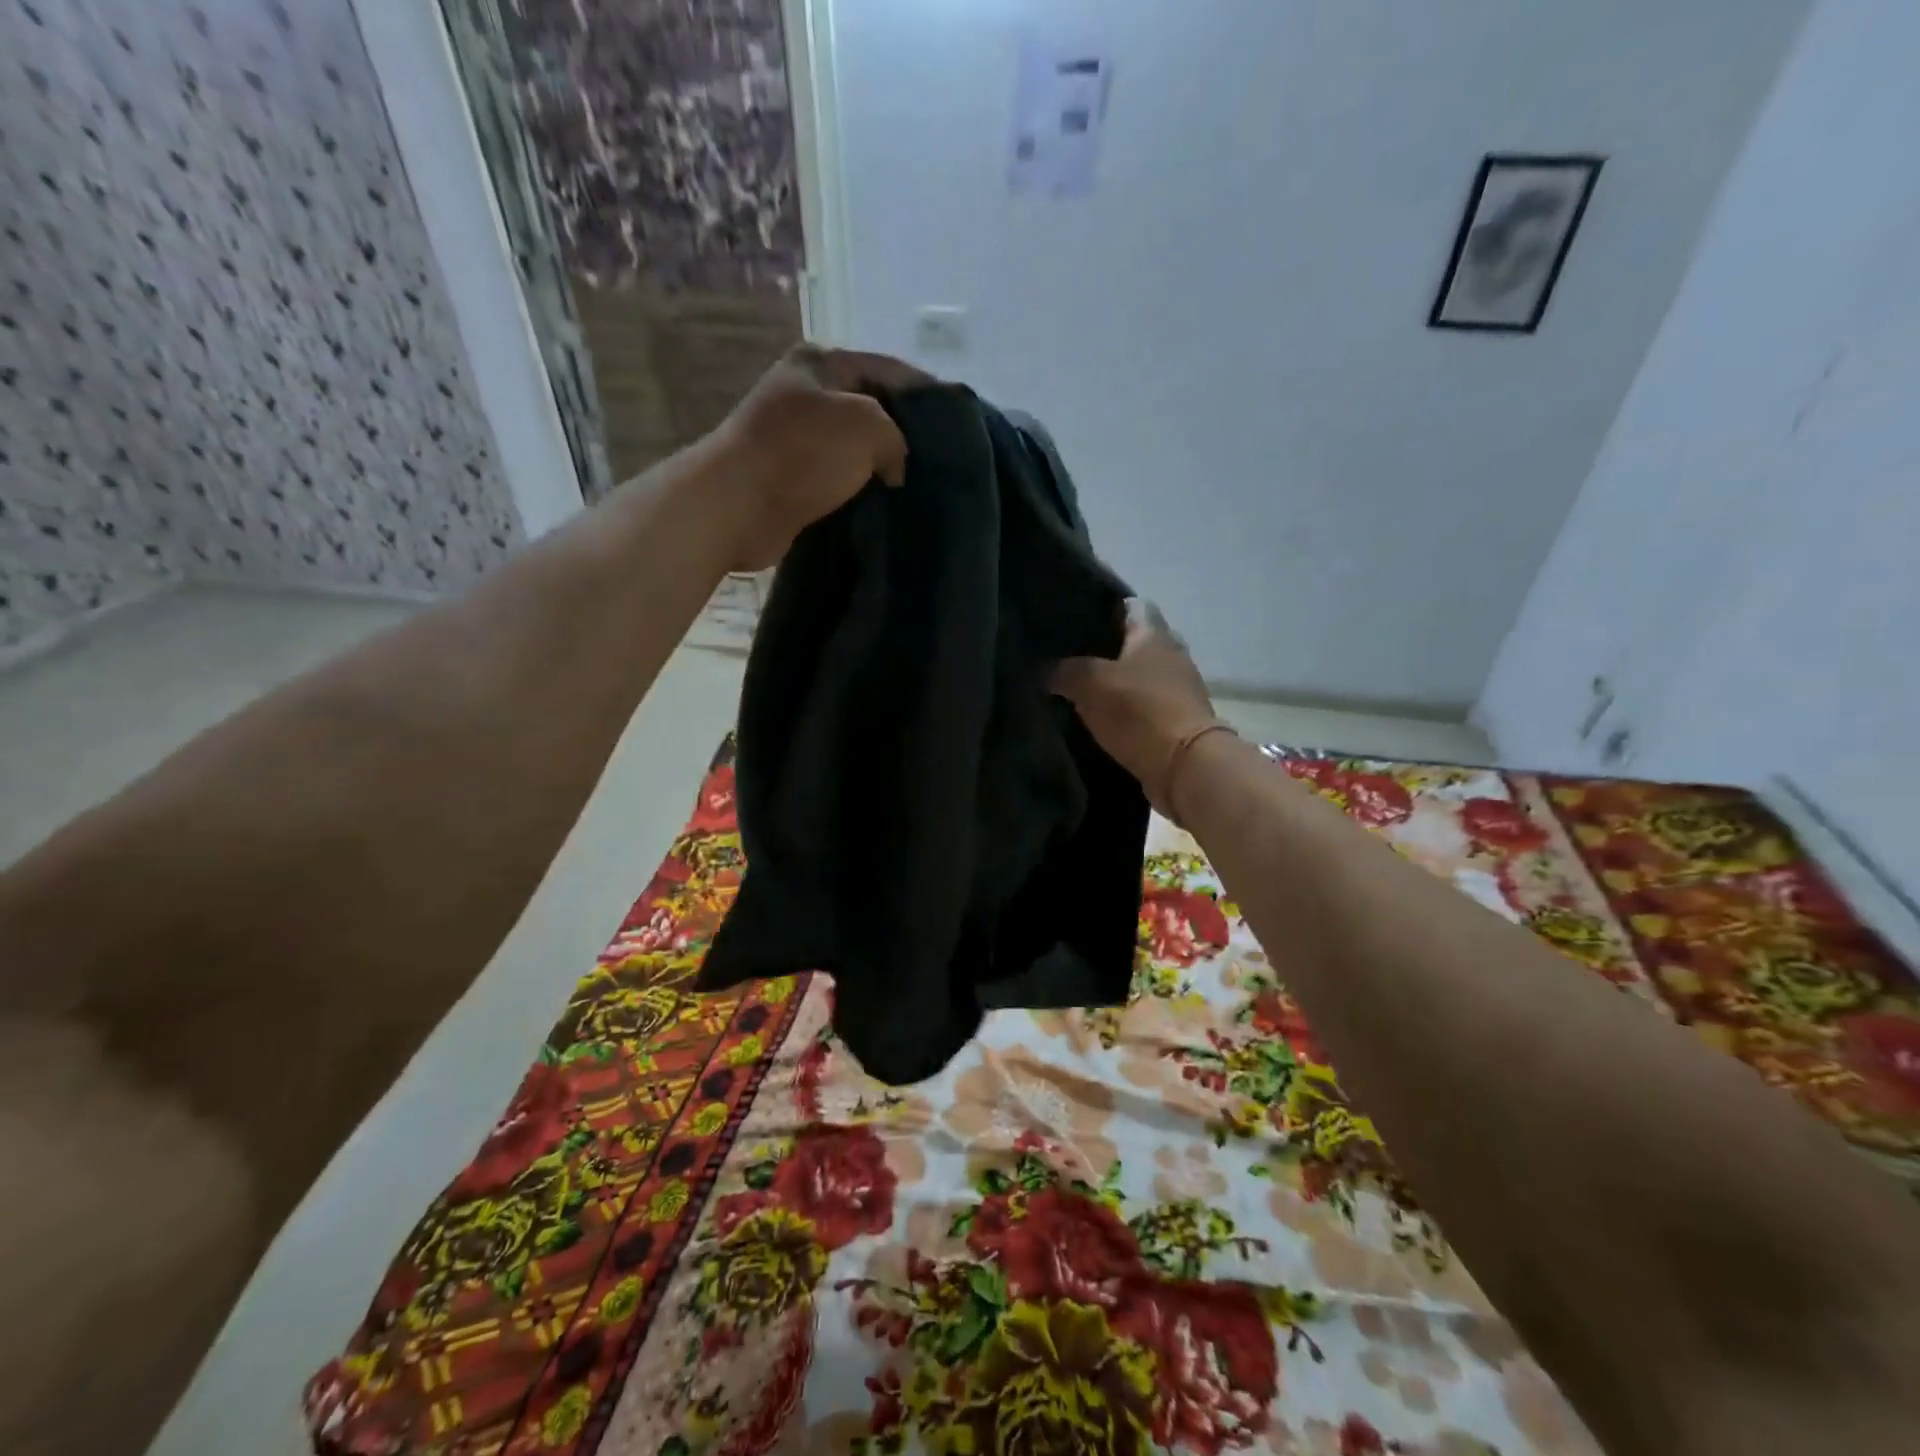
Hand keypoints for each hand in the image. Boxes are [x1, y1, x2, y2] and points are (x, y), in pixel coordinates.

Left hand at [713, 344, 933, 571]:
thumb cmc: (802, 452)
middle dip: (904, 434)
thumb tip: (894, 465)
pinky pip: (839, 479)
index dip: (927, 392)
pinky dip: (860, 490)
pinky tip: (884, 505)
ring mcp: (797, 438)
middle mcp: (808, 394)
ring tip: (917, 487)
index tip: (958, 421)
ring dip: (881, 467)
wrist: (737, 504)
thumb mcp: (866, 424)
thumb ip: (896, 435)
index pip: (889, 368)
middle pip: (872, 408)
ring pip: (855, 448)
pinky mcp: (792, 478)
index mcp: (822, 363)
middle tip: (940, 461)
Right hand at [1050, 600, 1222, 817]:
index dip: (1104, 607)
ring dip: (1116, 682)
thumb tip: (1042, 668)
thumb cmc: (1139, 711)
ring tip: (1079, 690)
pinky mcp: (1177, 721)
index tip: (1075, 619)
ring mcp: (1178, 688)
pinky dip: (1125, 709)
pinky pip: (1144, 705)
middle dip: (1105, 649)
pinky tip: (1100, 718)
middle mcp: (1171, 653)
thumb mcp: (1089, 683)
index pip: (1131, 604)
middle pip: (1135, 641)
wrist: (1184, 767)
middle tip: (1070, 658)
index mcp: (1153, 633)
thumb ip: (1062, 670)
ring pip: (1139, 675)